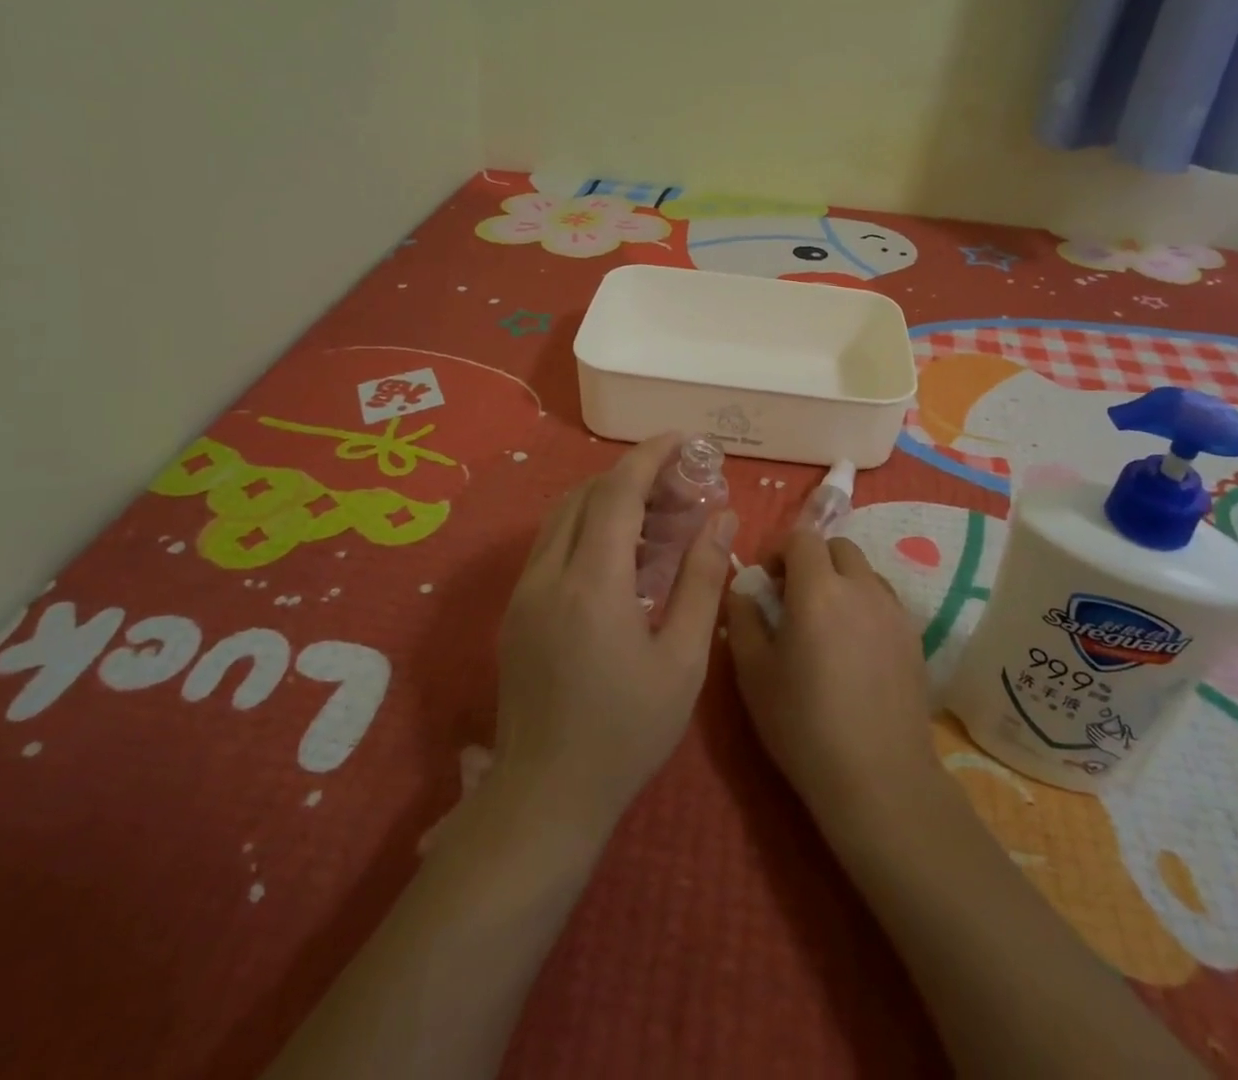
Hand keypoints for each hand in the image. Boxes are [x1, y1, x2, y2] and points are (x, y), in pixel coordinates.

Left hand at [494, 434, 736, 843]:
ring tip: (657, 515)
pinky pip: (552, 544)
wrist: (547, 796)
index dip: (650, 456)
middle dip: (633, 475)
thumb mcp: (683, 659)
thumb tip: (721, 517)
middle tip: (680, 486)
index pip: (617, 491)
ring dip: (608, 499)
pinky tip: (623, 555)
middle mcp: (548, 575)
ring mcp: (524, 591)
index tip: (684, 440)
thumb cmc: (627, 731)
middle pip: (587, 494)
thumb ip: (702, 580)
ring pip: (564, 515)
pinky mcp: (516, 609)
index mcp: (592, 584)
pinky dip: (588, 527)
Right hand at [726, 530, 942, 823]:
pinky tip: (853, 648)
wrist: (878, 778)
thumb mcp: (753, 673)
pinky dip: (864, 604)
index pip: (802, 537)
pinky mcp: (914, 637)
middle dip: (812, 560)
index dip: (779, 551)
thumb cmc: (804, 725)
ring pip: (865, 571)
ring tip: (825, 624)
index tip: (766, 583)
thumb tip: (743, 590)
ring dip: (840, 580)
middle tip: (793, 598)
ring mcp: (894, 611)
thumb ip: (743, 619)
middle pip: (838, 546)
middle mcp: (862, 588)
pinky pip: (884, 600)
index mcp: (819, 590)